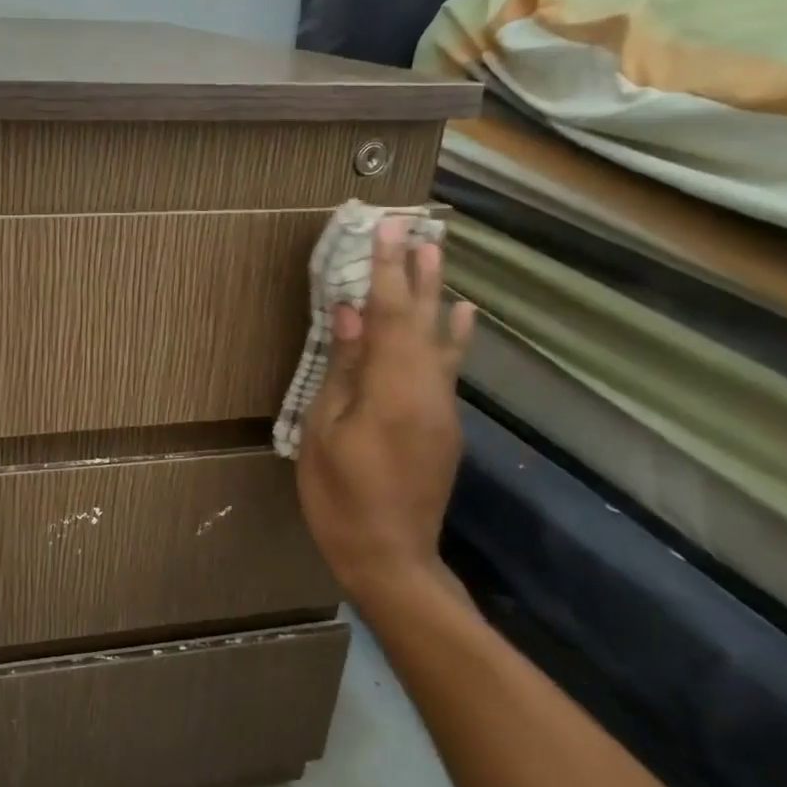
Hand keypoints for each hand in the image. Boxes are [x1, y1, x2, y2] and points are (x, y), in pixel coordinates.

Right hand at [297, 216, 474, 611]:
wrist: (392, 559)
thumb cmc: (341, 496)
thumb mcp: (325, 430)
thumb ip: (343, 368)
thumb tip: (349, 313)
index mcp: (393, 389)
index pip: (388, 314)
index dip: (386, 269)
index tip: (386, 228)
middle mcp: (428, 390)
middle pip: (421, 320)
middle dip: (417, 272)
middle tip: (420, 228)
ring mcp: (442, 408)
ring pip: (440, 339)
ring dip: (436, 293)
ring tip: (438, 254)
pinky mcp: (444, 425)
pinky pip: (448, 366)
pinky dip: (452, 334)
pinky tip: (461, 315)